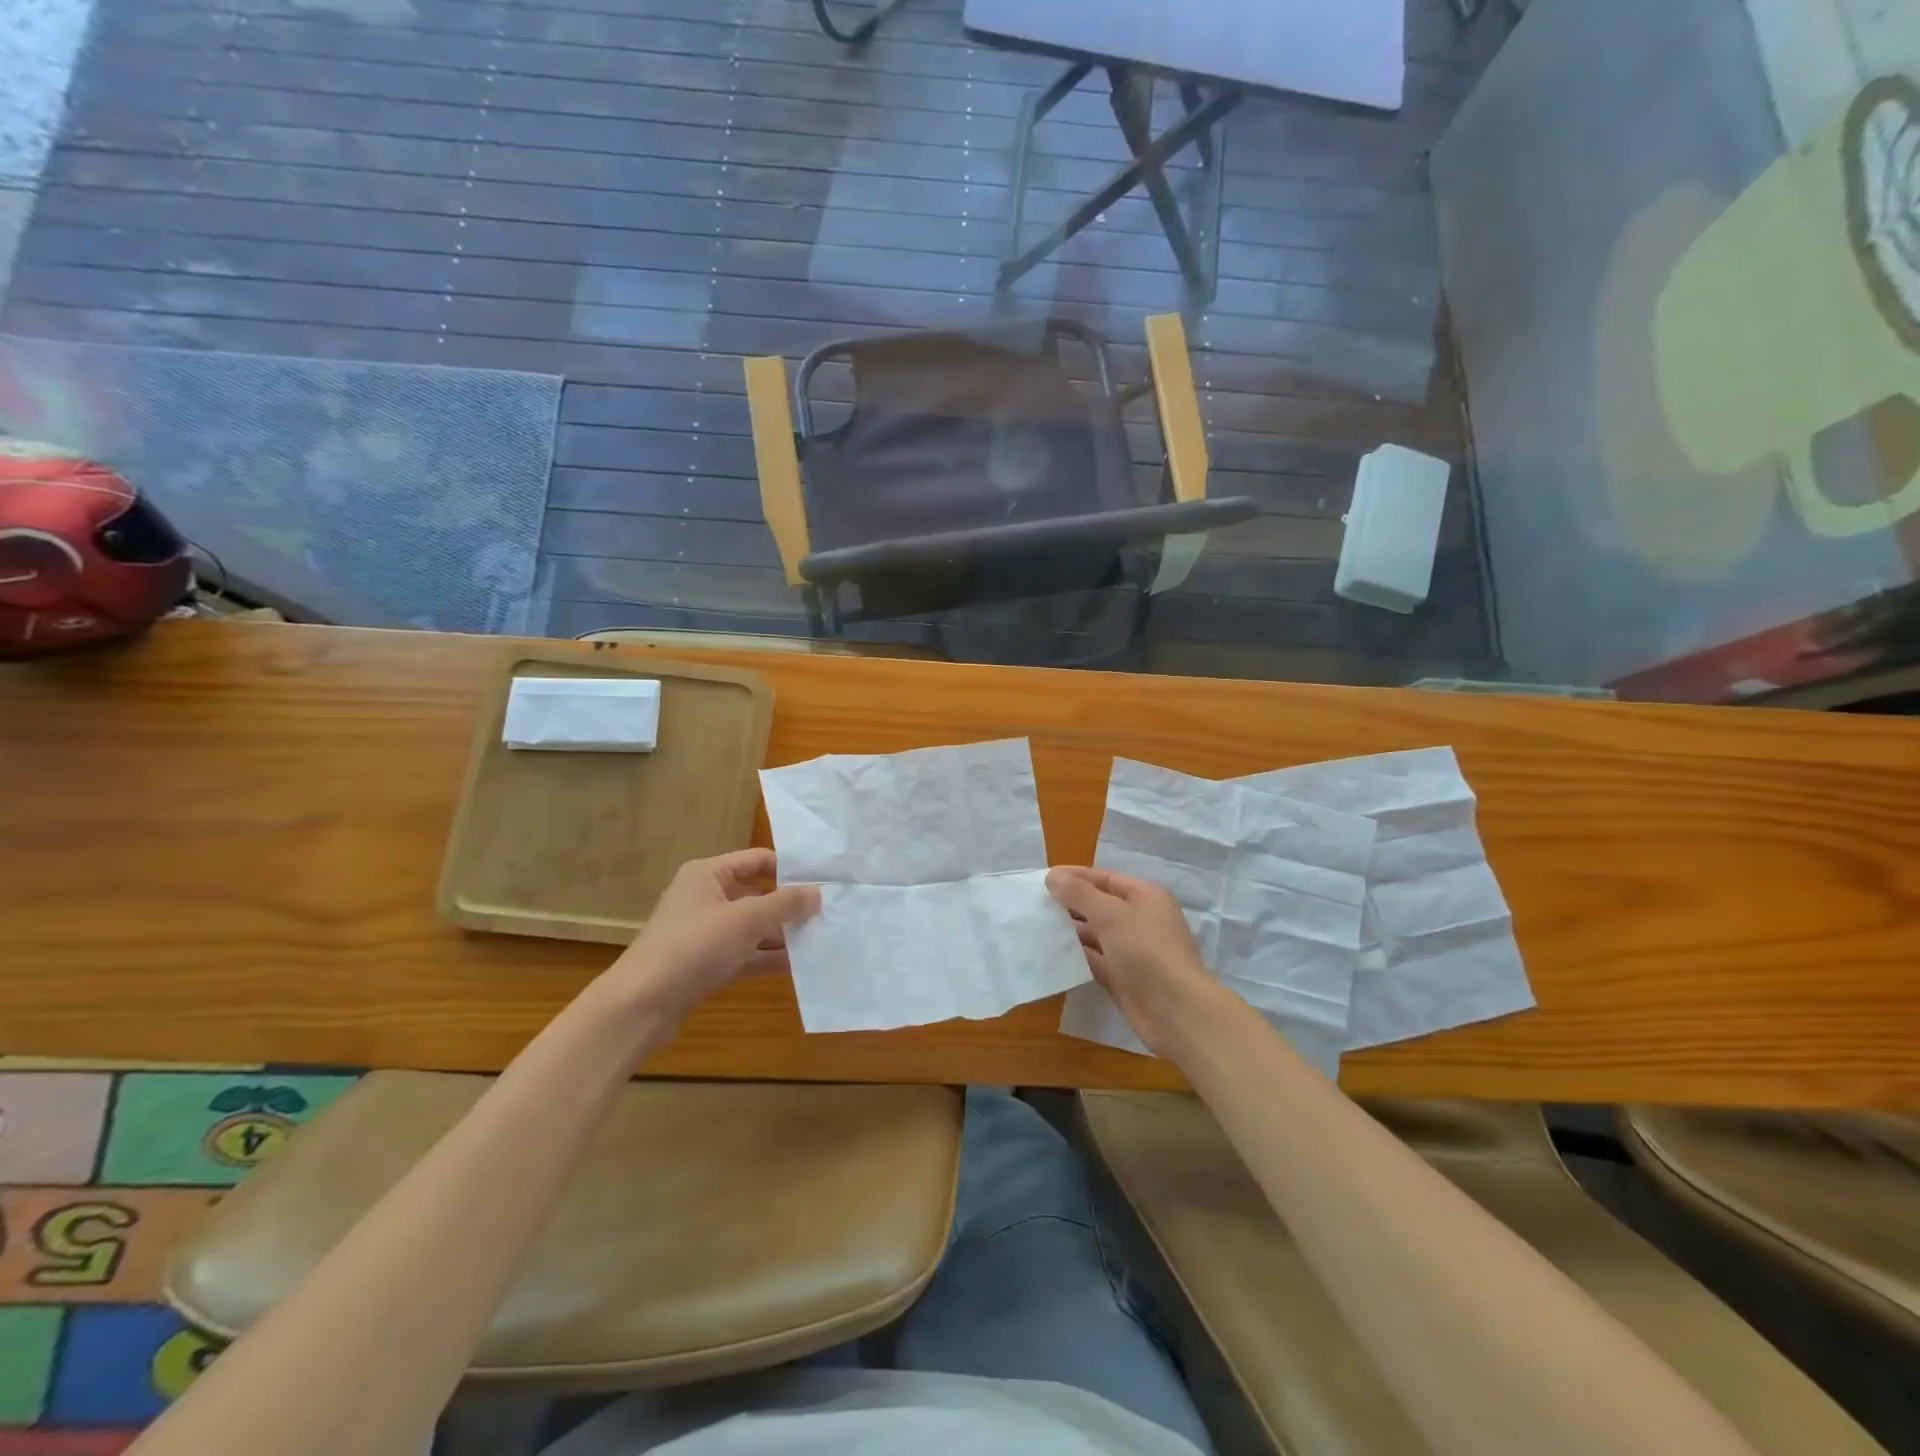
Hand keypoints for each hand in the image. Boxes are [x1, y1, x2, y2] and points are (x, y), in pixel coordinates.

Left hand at [598, 849, 818, 1025]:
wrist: (641, 1005)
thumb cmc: (694, 947)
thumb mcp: (746, 919)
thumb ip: (785, 903)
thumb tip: (818, 892)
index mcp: (708, 874)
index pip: (757, 860)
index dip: (790, 869)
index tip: (824, 881)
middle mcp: (706, 897)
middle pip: (757, 894)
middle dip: (790, 906)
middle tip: (829, 913)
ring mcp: (705, 932)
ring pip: (753, 927)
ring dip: (783, 935)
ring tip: (822, 940)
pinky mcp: (706, 963)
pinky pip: (745, 953)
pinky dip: (768, 958)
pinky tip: (800, 966)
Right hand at [1047, 866, 1227, 1058]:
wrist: (1176, 1011)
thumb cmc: (1146, 951)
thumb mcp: (1110, 914)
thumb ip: (1079, 894)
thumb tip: (1053, 876)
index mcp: (1145, 897)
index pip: (1105, 878)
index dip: (1075, 877)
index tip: (1044, 879)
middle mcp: (1140, 920)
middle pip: (1099, 905)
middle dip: (1070, 904)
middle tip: (1035, 904)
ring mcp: (1132, 950)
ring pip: (1095, 934)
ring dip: (1070, 930)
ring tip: (1037, 927)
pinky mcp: (1123, 977)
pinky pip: (1095, 960)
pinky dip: (1076, 956)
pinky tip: (1052, 953)